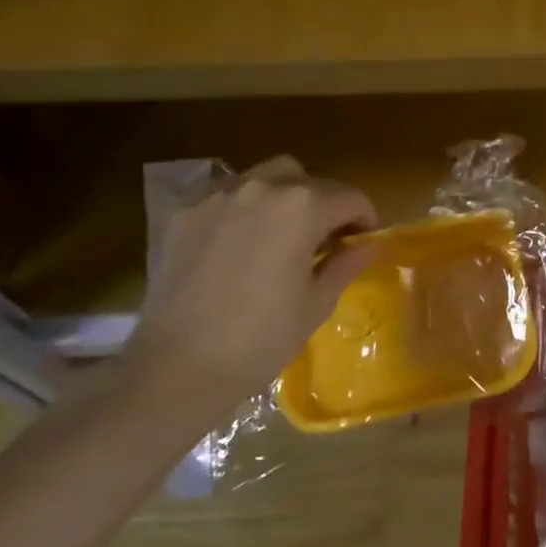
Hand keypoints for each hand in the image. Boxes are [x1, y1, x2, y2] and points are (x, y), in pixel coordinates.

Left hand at [118, 156, 377, 413]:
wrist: (176, 368)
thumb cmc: (261, 339)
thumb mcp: (317, 303)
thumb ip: (346, 264)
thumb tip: (369, 246)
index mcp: (303, 208)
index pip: (350, 197)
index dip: (365, 217)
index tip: (365, 240)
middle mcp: (261, 188)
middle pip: (307, 179)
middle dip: (324, 202)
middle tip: (325, 237)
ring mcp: (216, 197)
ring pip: (263, 178)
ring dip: (283, 197)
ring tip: (281, 233)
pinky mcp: (183, 214)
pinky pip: (224, 196)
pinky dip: (242, 209)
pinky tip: (239, 243)